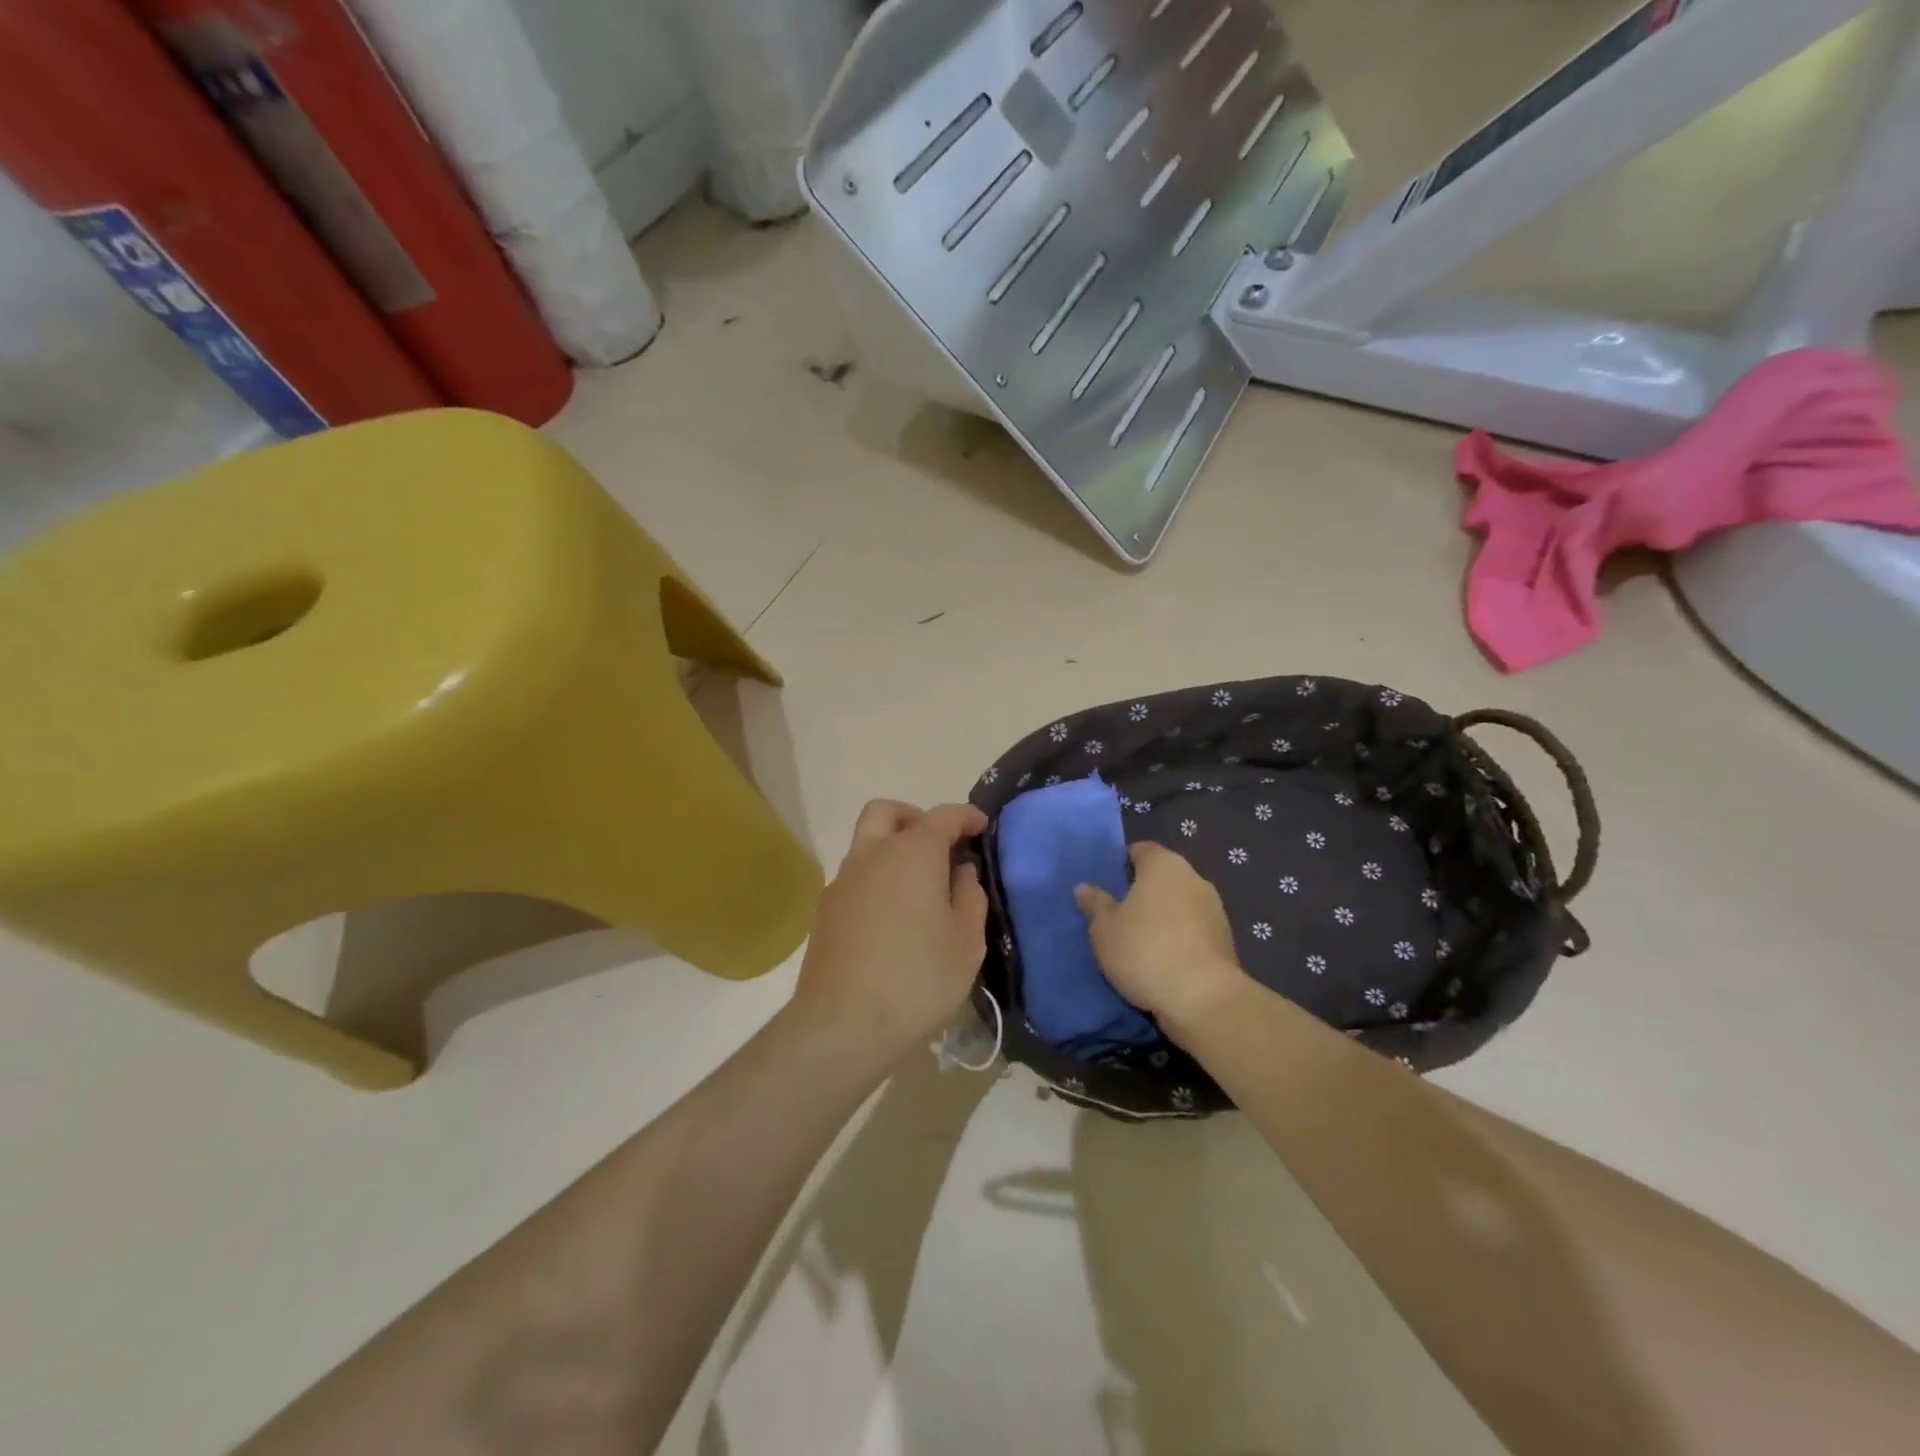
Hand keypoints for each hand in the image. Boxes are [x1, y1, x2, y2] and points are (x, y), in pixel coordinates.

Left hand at [792, 800, 989, 1062]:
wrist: (843, 1024)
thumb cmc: (918, 979)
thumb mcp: (966, 942)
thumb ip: (969, 897)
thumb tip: (961, 872)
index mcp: (912, 854)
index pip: (942, 817)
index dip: (965, 816)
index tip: (981, 825)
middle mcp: (871, 855)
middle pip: (887, 812)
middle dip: (914, 817)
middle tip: (938, 845)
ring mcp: (842, 882)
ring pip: (866, 843)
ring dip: (892, 849)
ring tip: (919, 888)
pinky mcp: (825, 911)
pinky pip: (855, 877)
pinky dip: (876, 878)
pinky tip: (892, 917)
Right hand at [1074, 841, 1245, 1034]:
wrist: (1203, 998)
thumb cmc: (1145, 950)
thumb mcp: (1104, 929)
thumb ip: (1095, 904)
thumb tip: (1085, 887)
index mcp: (1164, 865)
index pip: (1141, 850)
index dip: (1122, 861)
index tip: (1107, 881)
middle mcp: (1194, 878)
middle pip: (1163, 876)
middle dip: (1142, 890)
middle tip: (1117, 912)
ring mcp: (1215, 909)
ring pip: (1179, 904)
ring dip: (1162, 916)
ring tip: (1138, 939)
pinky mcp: (1225, 940)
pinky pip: (1193, 930)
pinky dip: (1178, 937)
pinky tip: (1161, 959)